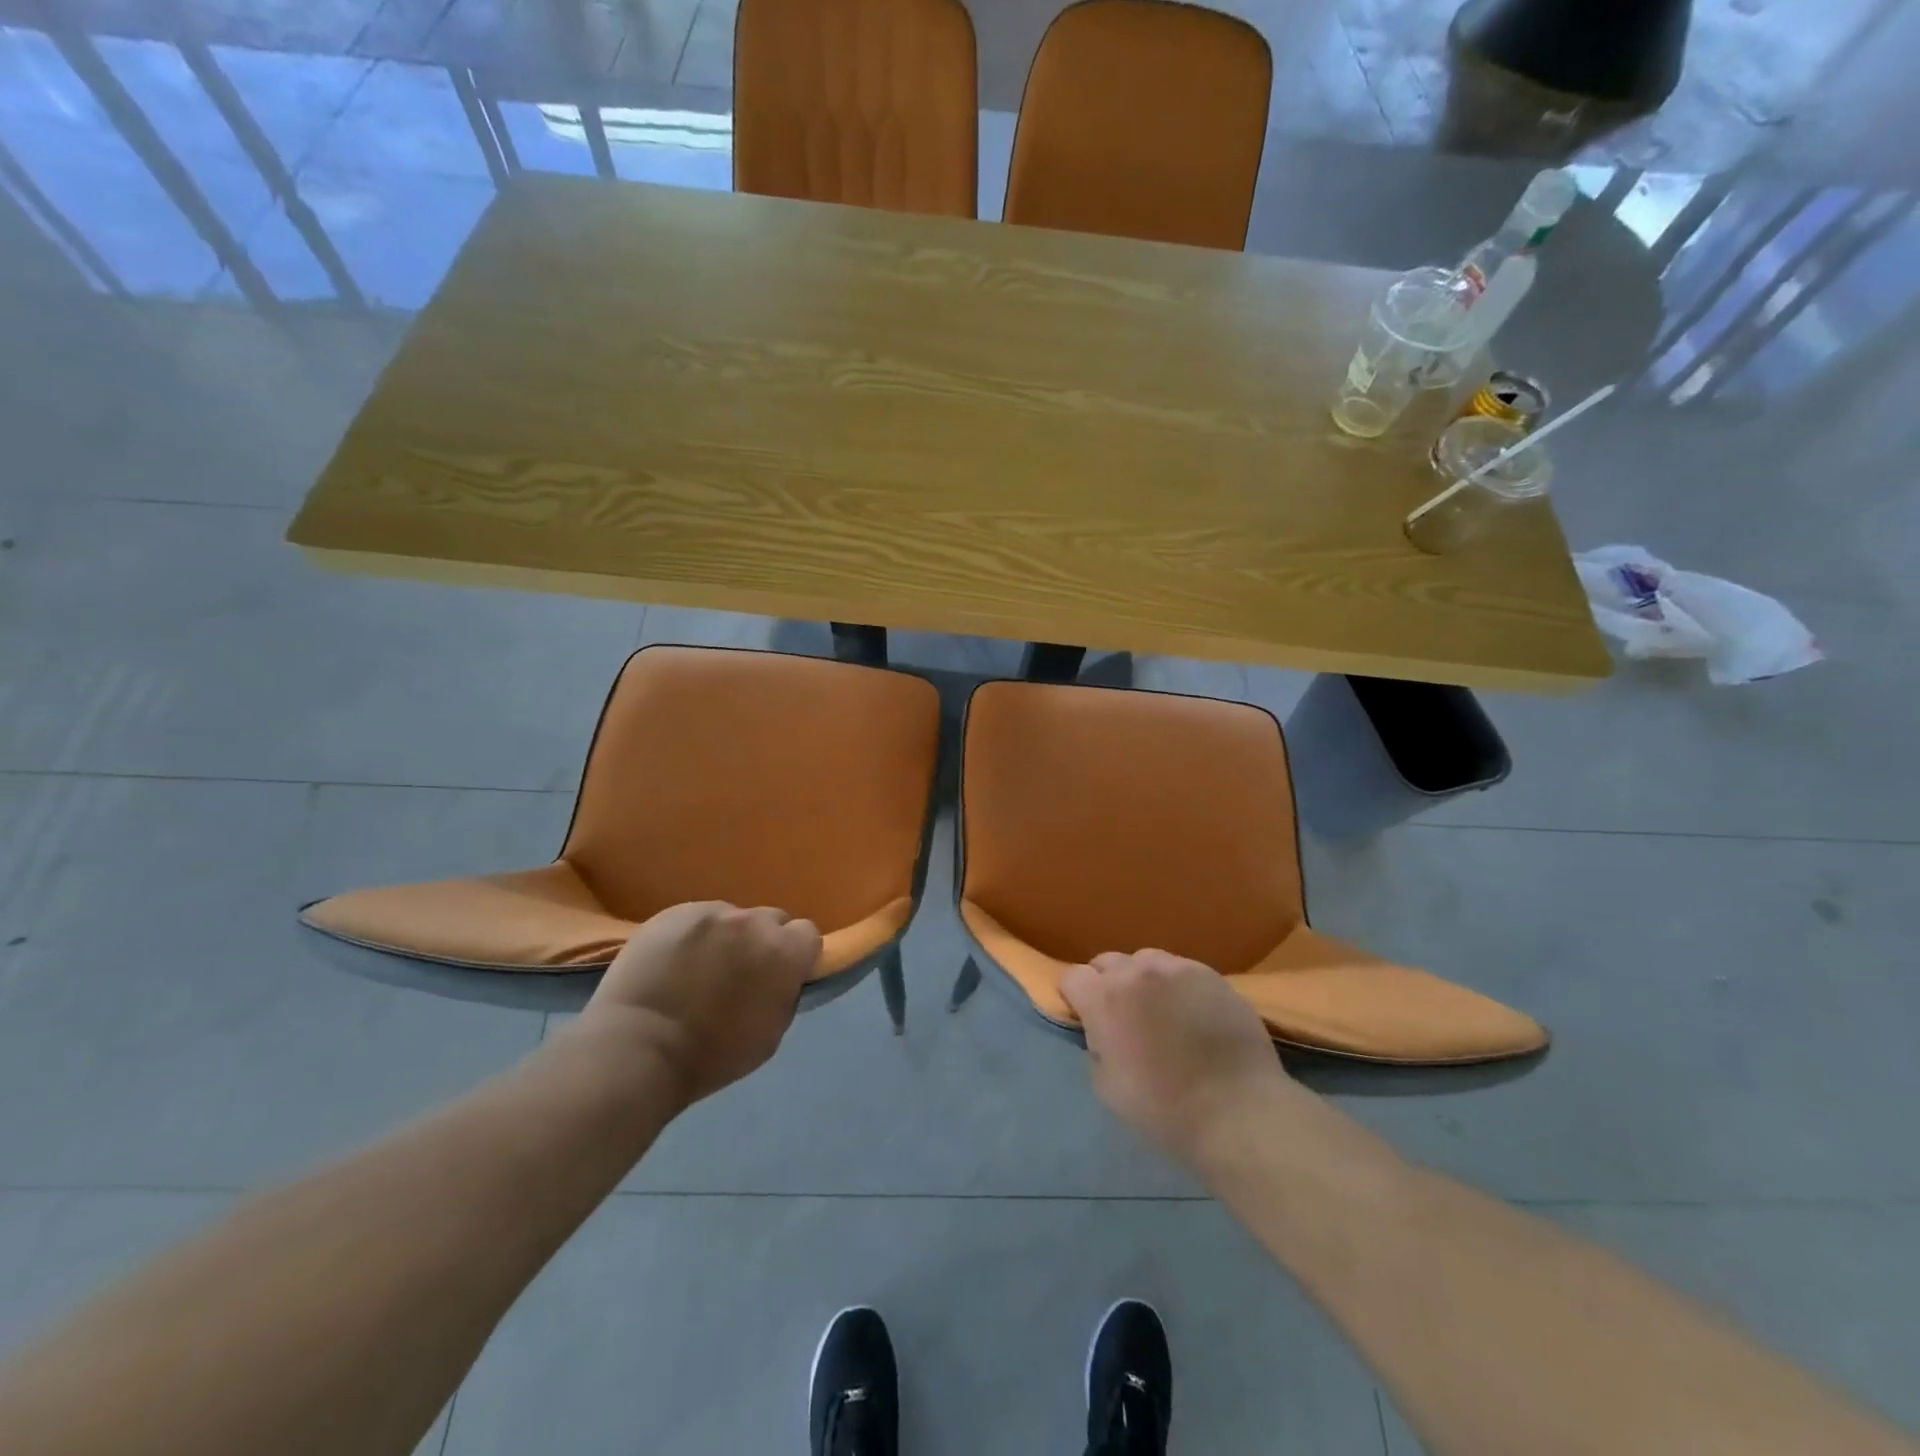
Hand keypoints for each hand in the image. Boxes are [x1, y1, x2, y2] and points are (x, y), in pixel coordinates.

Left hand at [581, 901, 821, 1108]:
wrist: (637, 1048)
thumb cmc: (710, 1056)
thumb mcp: (770, 1034)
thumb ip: (784, 993)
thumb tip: (783, 977)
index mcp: (784, 952)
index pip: (807, 933)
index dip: (795, 954)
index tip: (780, 974)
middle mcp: (752, 922)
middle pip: (771, 920)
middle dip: (762, 941)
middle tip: (740, 971)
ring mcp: (711, 912)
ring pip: (731, 918)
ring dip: (726, 937)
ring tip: (699, 968)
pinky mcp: (674, 912)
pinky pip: (695, 918)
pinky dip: (692, 936)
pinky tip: (673, 962)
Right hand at [1061, 949, 1296, 1168]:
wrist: (1240, 1113)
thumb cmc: (1166, 1109)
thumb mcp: (1107, 1088)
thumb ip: (1096, 1046)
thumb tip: (1102, 1032)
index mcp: (1105, 999)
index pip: (1073, 977)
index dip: (1075, 998)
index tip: (1085, 1019)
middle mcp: (1138, 972)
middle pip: (1108, 962)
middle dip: (1107, 984)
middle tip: (1123, 1017)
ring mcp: (1178, 968)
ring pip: (1146, 961)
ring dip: (1143, 980)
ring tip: (1160, 1010)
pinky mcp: (1212, 975)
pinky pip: (1182, 970)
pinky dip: (1177, 986)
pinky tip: (1192, 1013)